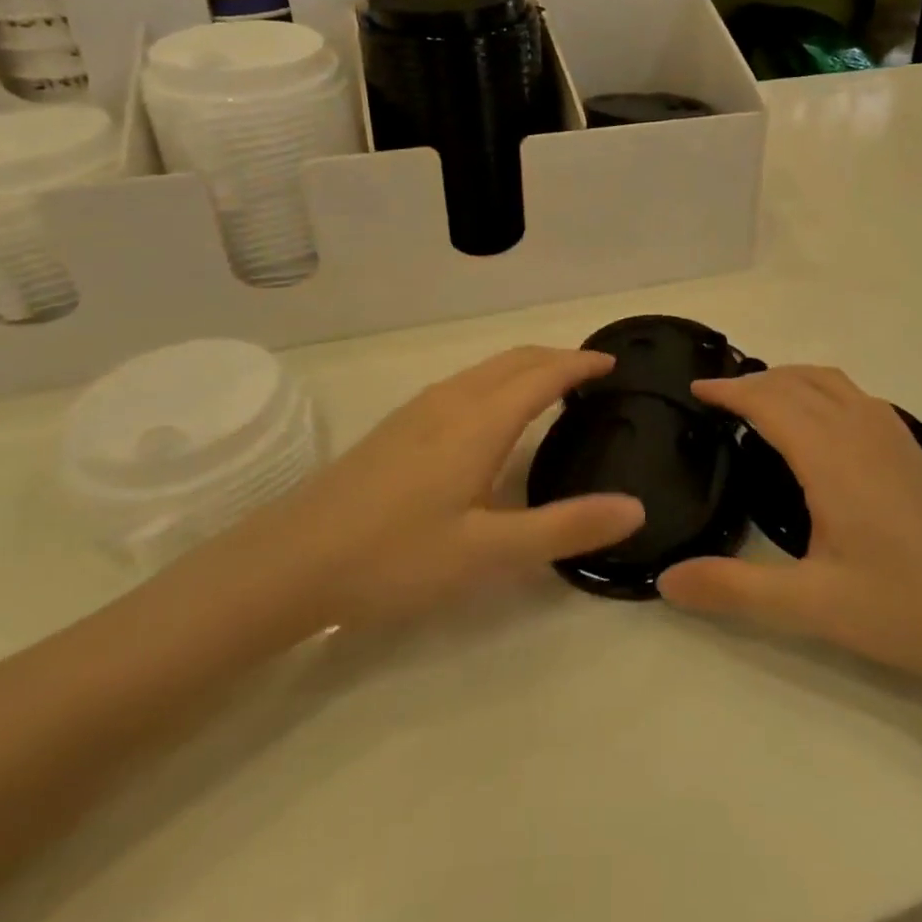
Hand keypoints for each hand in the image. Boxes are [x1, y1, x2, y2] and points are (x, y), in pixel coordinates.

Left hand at [226, 347, 643, 633]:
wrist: (286, 563)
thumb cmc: (394, 557)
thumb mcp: (488, 553)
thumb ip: (563, 528)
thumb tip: (635, 508)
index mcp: (479, 421)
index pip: (543, 374)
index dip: (580, 364)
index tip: (612, 363)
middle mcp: (451, 401)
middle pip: (514, 360)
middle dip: (556, 358)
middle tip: (590, 374)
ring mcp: (417, 411)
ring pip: (485, 370)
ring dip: (525, 368)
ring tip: (550, 388)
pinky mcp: (396, 427)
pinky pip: (463, 384)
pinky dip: (497, 382)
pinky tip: (490, 418)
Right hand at [657, 366, 921, 685]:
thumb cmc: (904, 609)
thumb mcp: (811, 606)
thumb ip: (733, 590)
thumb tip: (665, 580)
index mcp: (831, 455)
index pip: (769, 401)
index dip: (729, 390)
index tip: (695, 389)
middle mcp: (861, 429)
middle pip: (798, 381)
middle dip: (754, 380)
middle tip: (718, 398)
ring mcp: (894, 435)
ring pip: (831, 381)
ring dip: (789, 379)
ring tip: (761, 400)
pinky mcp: (914, 449)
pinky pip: (855, 395)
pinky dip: (821, 390)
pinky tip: (820, 425)